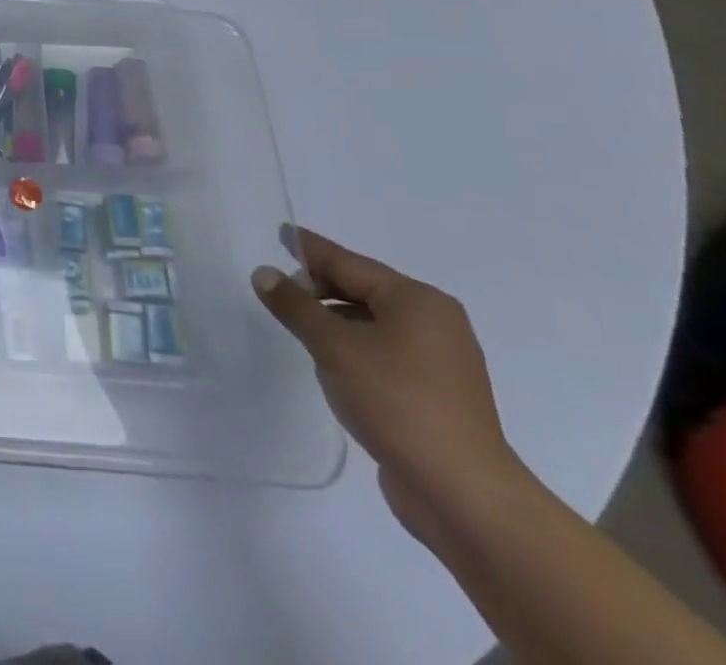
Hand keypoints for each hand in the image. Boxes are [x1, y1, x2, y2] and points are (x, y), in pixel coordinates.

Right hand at [253, 229, 522, 538]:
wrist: (461, 493)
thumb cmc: (397, 402)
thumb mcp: (333, 346)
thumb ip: (295, 306)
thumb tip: (264, 273)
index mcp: (417, 301)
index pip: (350, 263)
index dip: (311, 249)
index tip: (282, 233)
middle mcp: (435, 322)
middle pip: (364, 289)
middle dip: (321, 285)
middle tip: (279, 285)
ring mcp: (441, 360)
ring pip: (374, 322)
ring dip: (335, 318)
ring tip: (298, 321)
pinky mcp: (436, 393)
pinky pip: (385, 350)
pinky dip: (354, 345)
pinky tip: (330, 359)